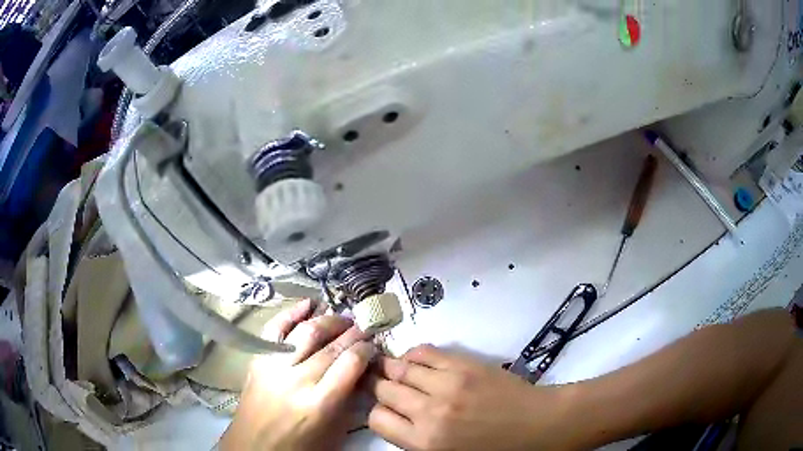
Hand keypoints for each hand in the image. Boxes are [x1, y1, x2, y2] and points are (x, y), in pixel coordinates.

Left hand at [220, 299, 375, 450]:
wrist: (255, 446)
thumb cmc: (300, 446)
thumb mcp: (334, 432)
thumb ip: (349, 400)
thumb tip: (361, 371)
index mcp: (320, 403)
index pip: (350, 363)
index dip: (365, 350)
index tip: (373, 346)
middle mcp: (297, 380)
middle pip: (330, 346)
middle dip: (352, 332)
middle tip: (364, 327)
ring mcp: (274, 366)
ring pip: (306, 332)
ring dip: (328, 320)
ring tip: (343, 318)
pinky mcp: (258, 360)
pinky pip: (276, 328)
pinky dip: (292, 312)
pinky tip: (308, 304)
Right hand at [367, 345, 571, 450]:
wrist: (537, 426)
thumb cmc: (494, 450)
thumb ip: (415, 441)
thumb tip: (395, 419)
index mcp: (424, 442)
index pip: (377, 418)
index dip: (378, 412)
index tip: (386, 409)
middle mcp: (429, 411)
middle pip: (384, 389)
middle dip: (379, 386)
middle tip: (383, 385)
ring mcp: (447, 383)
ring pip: (399, 367)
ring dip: (392, 368)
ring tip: (393, 369)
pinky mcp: (464, 364)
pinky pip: (425, 351)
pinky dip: (413, 354)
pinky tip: (416, 360)